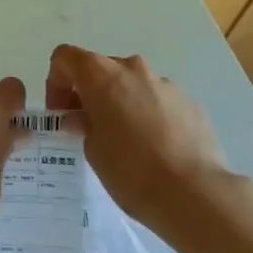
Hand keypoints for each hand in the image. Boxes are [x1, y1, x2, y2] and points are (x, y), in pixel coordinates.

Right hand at [46, 45, 231, 230]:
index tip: (62, 114)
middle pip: (101, 69)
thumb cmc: (132, 171)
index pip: (66, 57)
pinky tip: (156, 150)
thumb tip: (83, 118)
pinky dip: (149, 116)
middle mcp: (133, 69)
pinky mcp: (190, 102)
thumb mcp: (93, 151)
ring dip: (122, 104)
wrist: (196, 194)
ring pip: (132, 85)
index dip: (56, 82)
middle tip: (89, 129)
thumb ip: (83, 125)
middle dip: (90, 94)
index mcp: (102, 75)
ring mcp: (165, 83)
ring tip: (127, 143)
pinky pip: (159, 101)